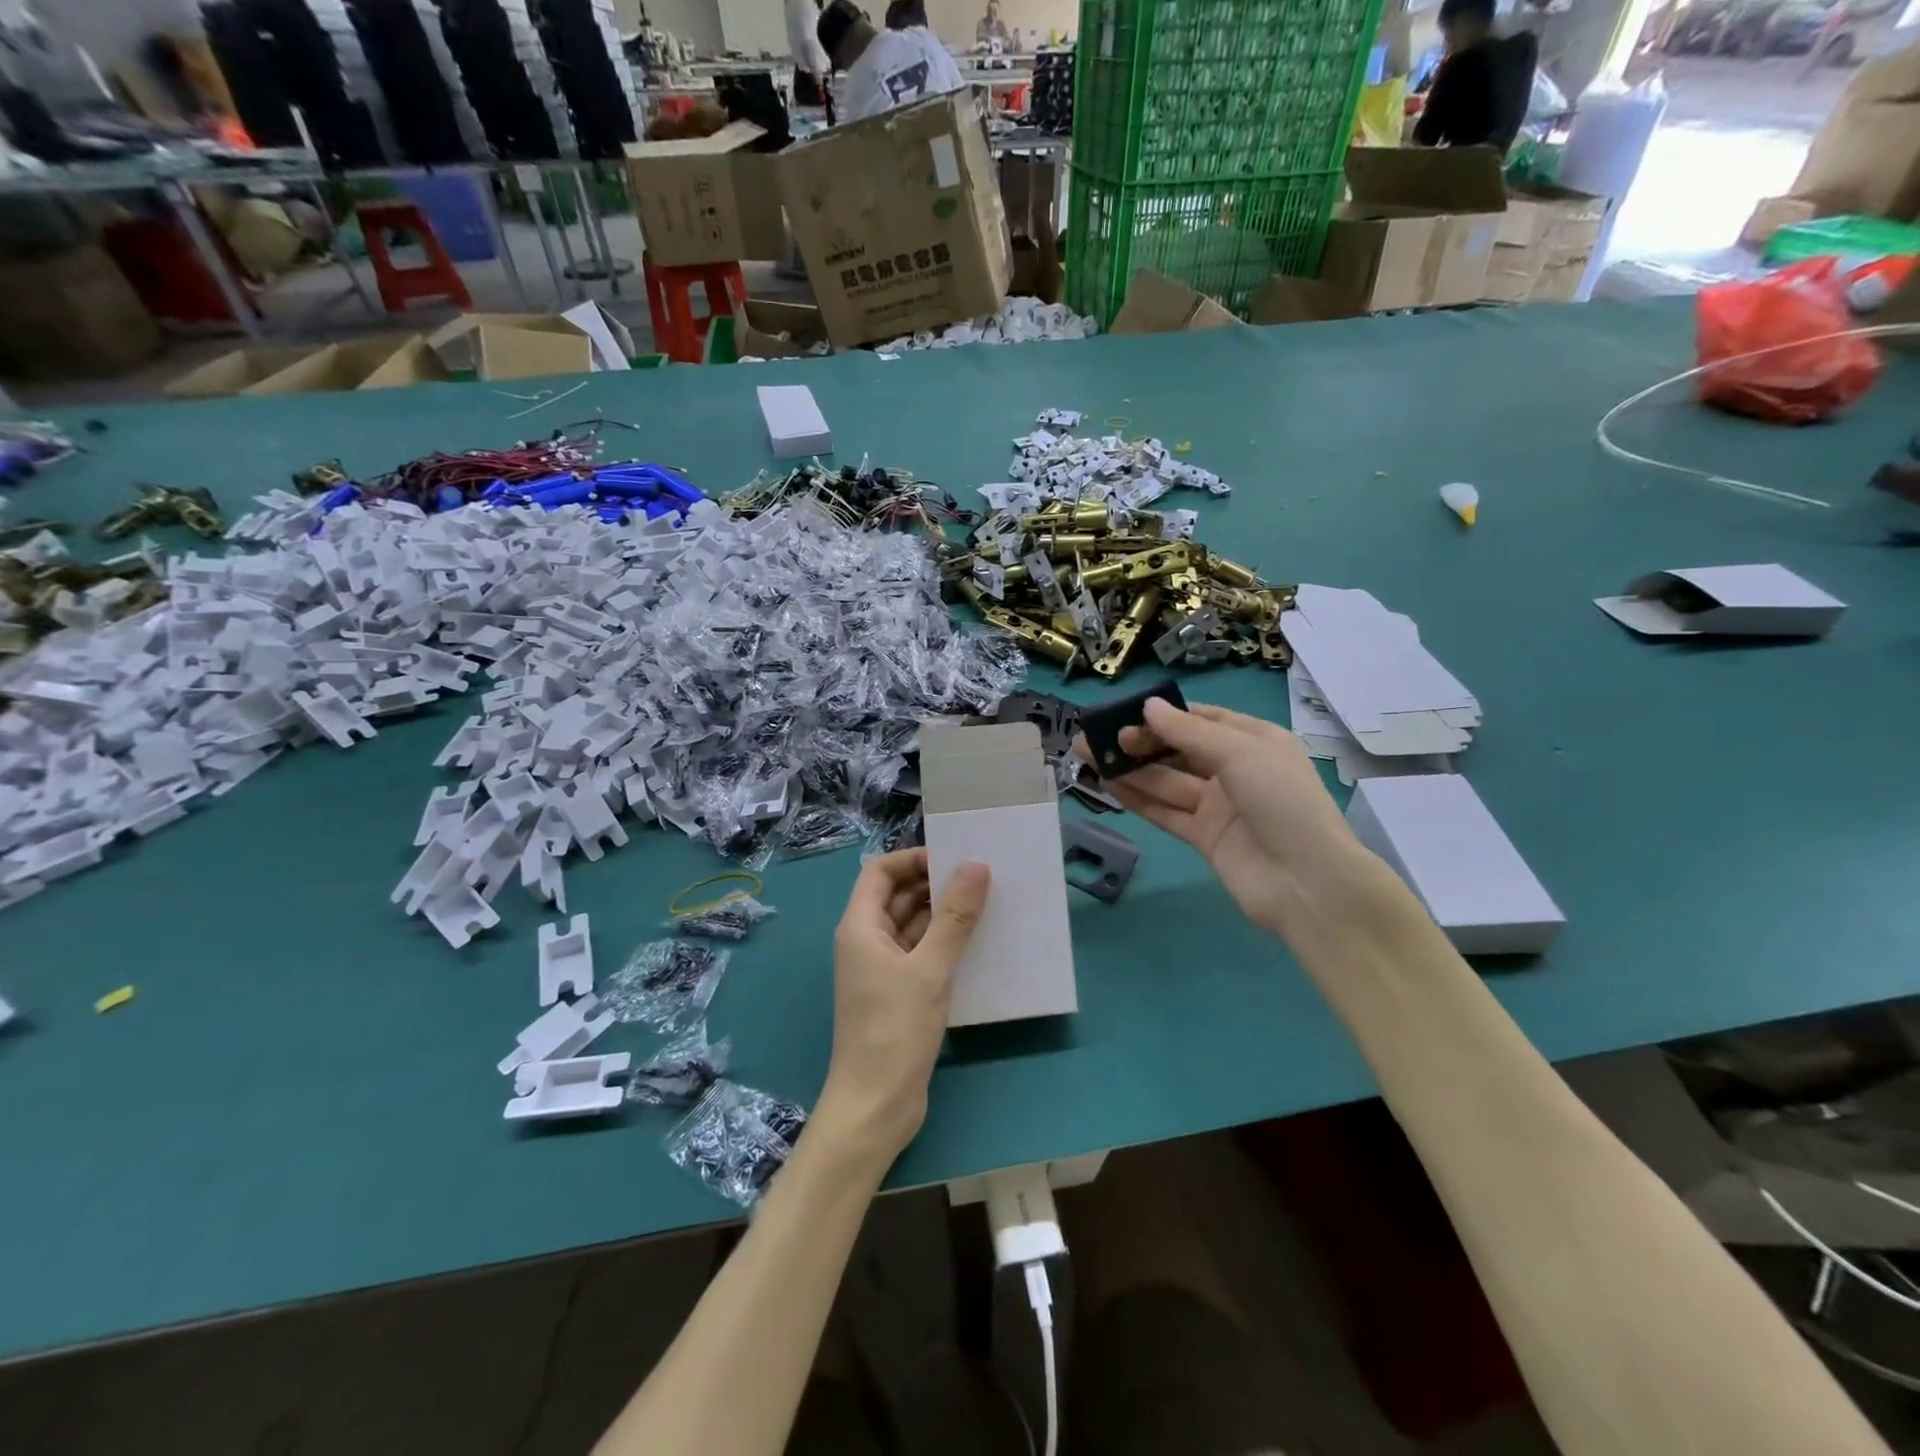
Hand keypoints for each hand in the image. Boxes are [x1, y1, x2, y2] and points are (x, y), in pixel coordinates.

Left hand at [817, 848, 990, 1164]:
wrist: (875, 1107)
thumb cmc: (894, 1030)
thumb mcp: (930, 969)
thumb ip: (954, 917)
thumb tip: (976, 866)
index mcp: (860, 927)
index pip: (880, 871)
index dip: (913, 858)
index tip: (953, 859)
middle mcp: (866, 941)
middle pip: (897, 896)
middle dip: (934, 884)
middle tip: (981, 879)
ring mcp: (881, 969)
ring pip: (912, 926)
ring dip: (943, 915)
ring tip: (987, 905)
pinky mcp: (898, 994)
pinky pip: (921, 954)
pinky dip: (944, 944)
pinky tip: (978, 944)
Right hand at [1086, 700, 1373, 939]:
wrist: (1308, 882)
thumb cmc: (1282, 801)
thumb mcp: (1240, 752)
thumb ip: (1188, 731)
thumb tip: (1148, 706)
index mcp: (1255, 741)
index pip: (1203, 719)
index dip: (1165, 714)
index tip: (1126, 712)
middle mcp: (1235, 770)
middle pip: (1178, 750)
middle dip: (1140, 742)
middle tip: (1097, 736)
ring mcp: (1218, 806)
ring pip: (1166, 781)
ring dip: (1130, 768)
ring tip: (1088, 755)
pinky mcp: (1203, 837)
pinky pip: (1165, 811)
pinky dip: (1137, 798)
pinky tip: (1108, 784)